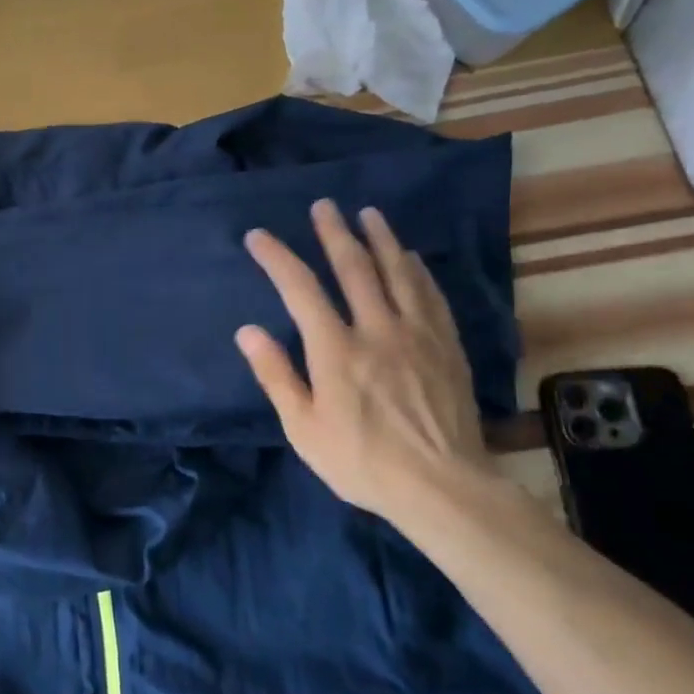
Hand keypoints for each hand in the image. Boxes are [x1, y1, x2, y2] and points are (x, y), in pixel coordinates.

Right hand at [236, 201, 499, 526]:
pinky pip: (431, 296)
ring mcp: (417, 335)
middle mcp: (377, 329)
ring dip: (380, 239)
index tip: (259, 236)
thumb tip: (247, 331)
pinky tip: (411, 258)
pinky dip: (417, 271)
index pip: (300, 289)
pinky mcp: (446, 347)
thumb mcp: (303, 428)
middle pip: (354, 268)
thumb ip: (276, 375)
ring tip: (369, 214)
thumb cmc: (361, 461)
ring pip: (398, 273)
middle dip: (334, 233)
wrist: (442, 487)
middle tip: (324, 206)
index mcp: (336, 350)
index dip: (277, 258)